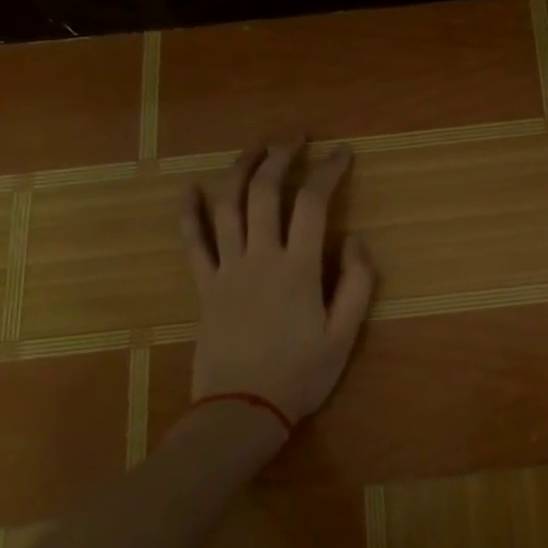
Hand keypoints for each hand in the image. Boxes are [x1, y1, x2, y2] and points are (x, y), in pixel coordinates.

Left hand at [180, 142, 376, 431]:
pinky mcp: (205, 286)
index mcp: (298, 268)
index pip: (313, 204)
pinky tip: (191, 189)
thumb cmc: (300, 375)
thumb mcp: (344, 335)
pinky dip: (190, 213)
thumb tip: (357, 240)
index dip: (328, 171)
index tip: (342, 153)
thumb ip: (357, 284)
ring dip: (240, 170)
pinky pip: (193, 243)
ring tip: (255, 147)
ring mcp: (227, 269)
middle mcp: (260, 257)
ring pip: (227, 207)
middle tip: (296, 137)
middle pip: (265, 192)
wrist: (241, 411)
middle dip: (281, 156)